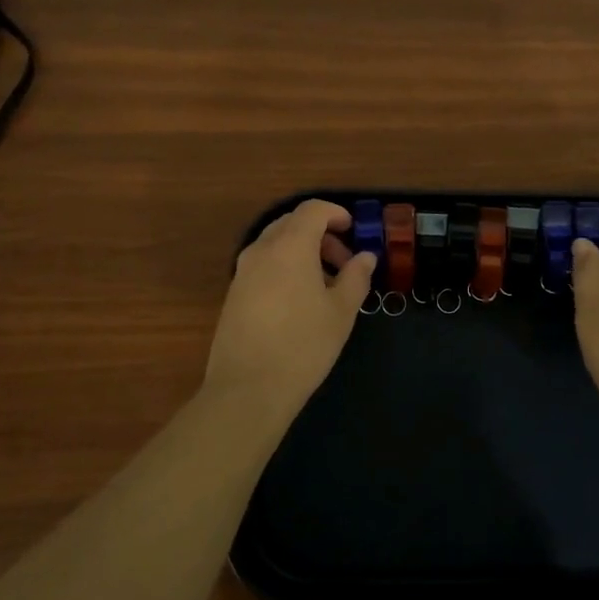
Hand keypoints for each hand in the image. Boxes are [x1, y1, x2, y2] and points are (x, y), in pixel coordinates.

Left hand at [201, 199, 375, 421]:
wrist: (247, 389)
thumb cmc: (303, 345)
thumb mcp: (341, 311)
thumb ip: (356, 277)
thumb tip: (365, 257)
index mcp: (290, 246)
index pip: (312, 210)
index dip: (336, 213)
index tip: (354, 231)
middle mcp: (261, 250)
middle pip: (292, 224)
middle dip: (321, 235)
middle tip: (344, 263)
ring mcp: (242, 272)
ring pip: (275, 245)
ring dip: (302, 252)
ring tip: (325, 286)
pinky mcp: (233, 294)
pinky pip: (263, 265)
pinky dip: (285, 268)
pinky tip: (299, 302)